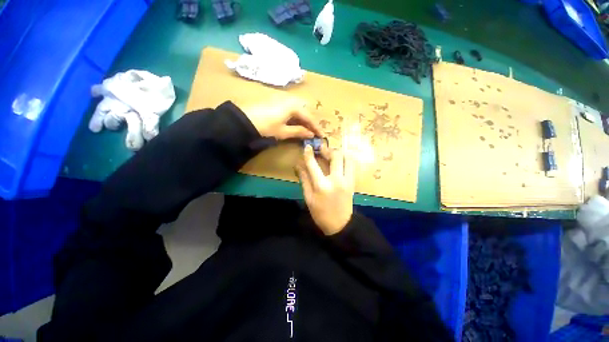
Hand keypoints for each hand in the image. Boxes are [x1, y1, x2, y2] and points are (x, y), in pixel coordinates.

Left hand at [243, 100, 321, 139]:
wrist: (244, 119)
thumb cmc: (266, 126)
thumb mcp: (283, 131)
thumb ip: (299, 131)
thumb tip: (311, 134)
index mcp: (294, 106)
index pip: (309, 117)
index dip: (316, 127)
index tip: (322, 135)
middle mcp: (290, 99)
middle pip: (305, 110)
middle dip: (311, 121)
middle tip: (314, 131)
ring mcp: (282, 98)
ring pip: (298, 108)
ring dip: (303, 118)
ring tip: (305, 128)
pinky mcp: (276, 100)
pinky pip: (291, 107)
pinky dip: (296, 115)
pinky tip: (295, 122)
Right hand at [296, 145, 354, 234]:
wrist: (340, 225)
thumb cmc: (320, 213)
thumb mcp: (308, 198)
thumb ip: (304, 180)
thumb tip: (299, 165)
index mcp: (322, 186)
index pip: (313, 165)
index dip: (309, 154)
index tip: (308, 147)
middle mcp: (337, 180)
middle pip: (336, 156)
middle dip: (328, 150)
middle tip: (322, 150)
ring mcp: (347, 181)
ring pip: (348, 158)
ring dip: (339, 153)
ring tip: (332, 155)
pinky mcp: (353, 182)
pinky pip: (352, 165)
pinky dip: (346, 160)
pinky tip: (339, 162)